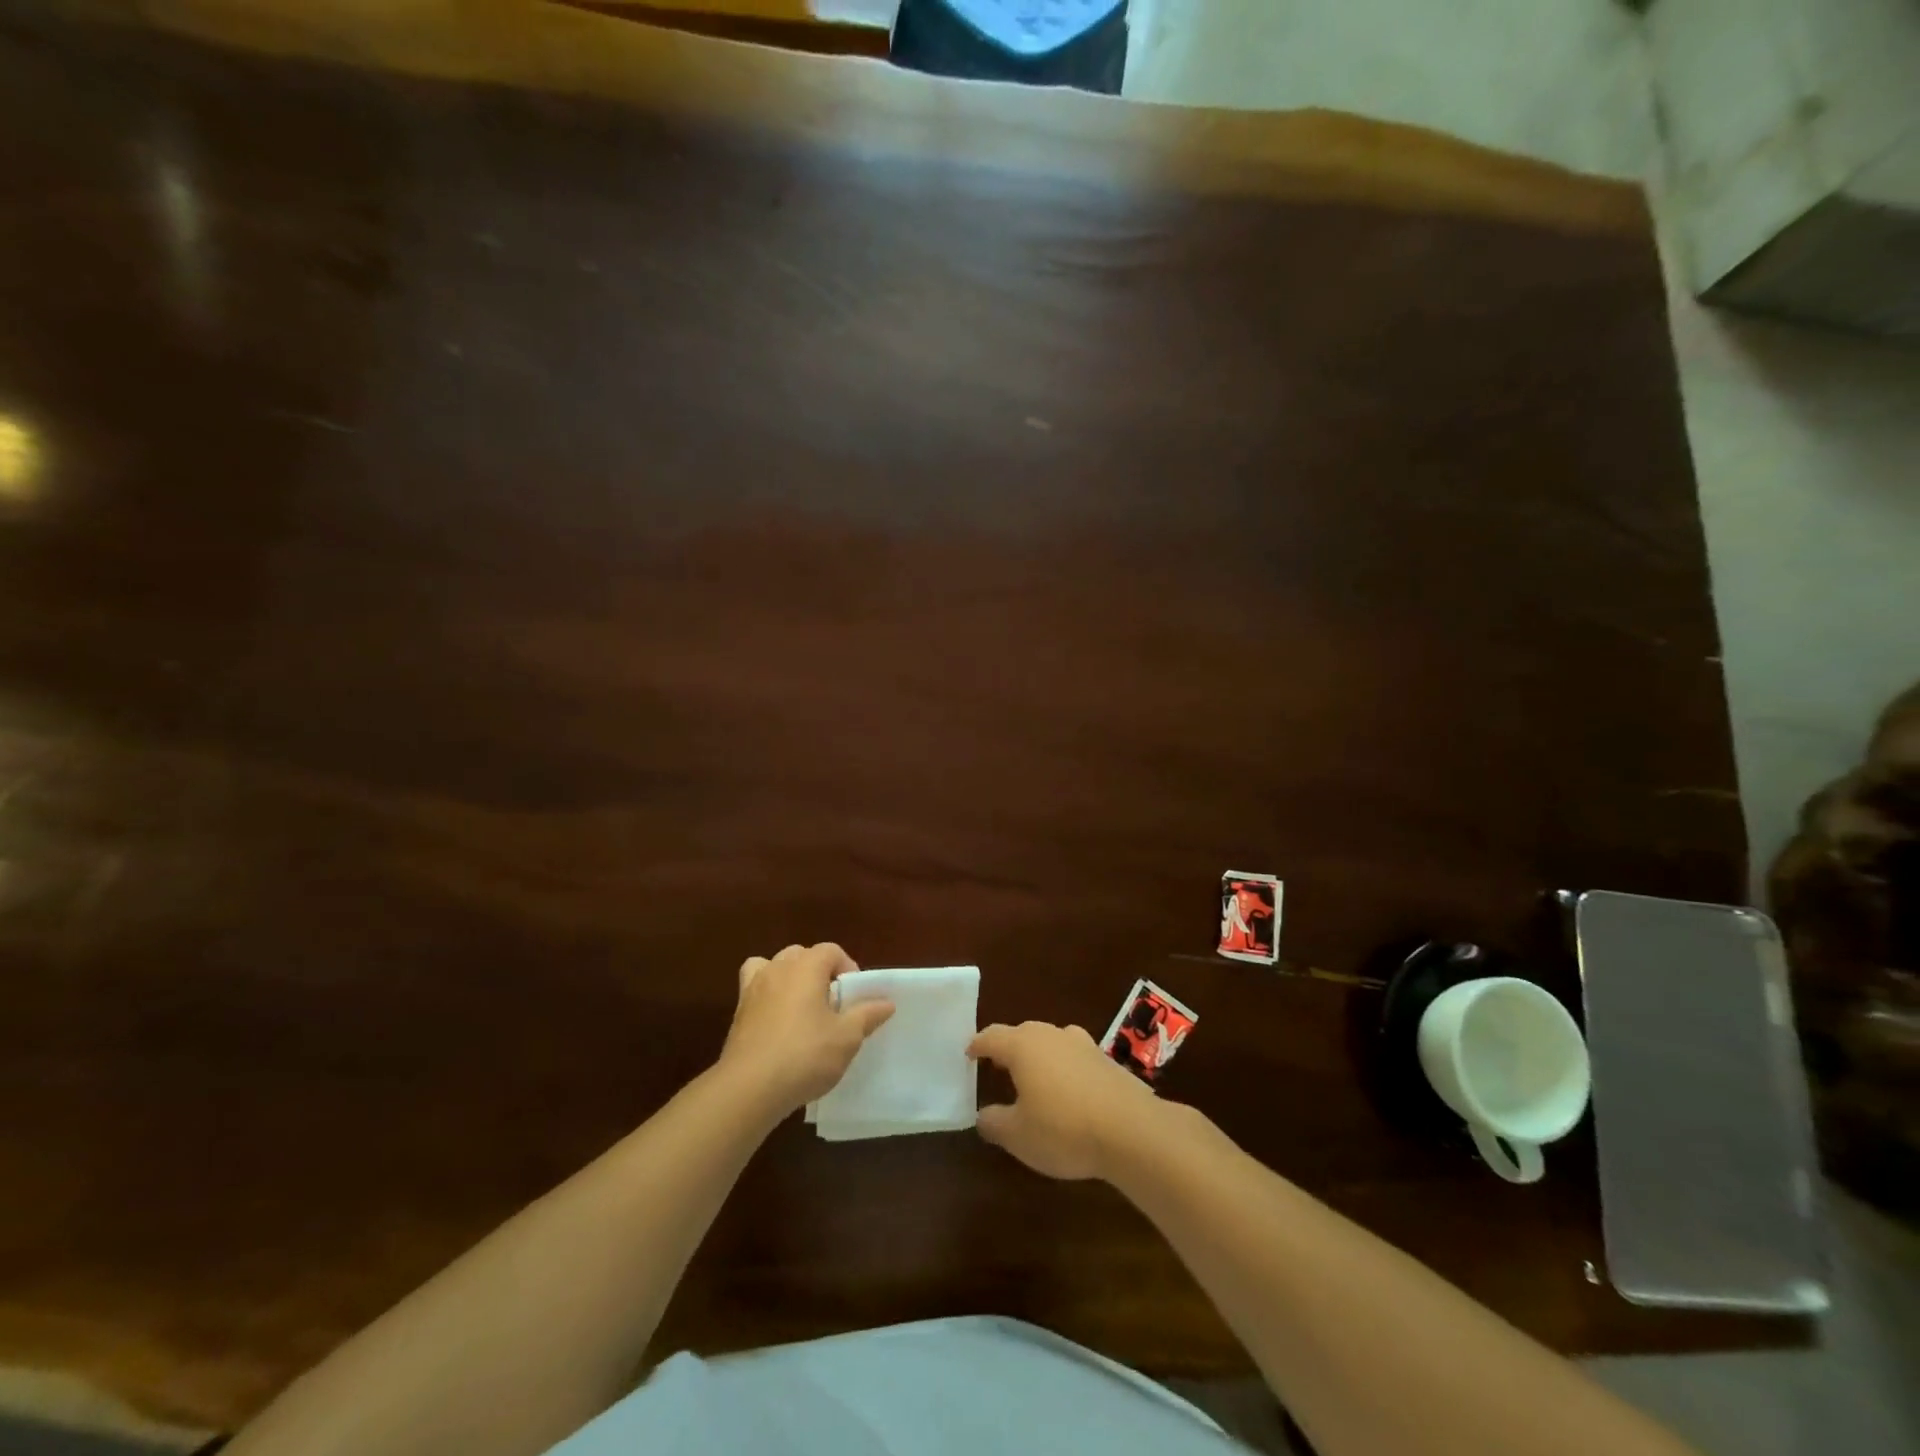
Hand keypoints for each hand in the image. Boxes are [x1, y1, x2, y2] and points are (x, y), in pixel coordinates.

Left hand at [718, 943, 893, 1115]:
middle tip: (831, 1002)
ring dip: (789, 977)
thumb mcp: (847, 1038)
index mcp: (806, 967)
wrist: (749, 1088)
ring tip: (801, 1005)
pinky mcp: (738, 1011)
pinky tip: (775, 1019)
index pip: (831, 950)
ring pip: (774, 966)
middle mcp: (778, 968)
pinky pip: (754, 988)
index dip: (847, 967)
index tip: (854, 996)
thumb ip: (867, 1015)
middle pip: (802, 954)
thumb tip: (886, 1002)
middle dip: (819, 971)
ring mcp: (753, 988)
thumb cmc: (805, 1055)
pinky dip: (766, 993)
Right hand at [967, 1021, 1157, 1179]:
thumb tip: (983, 1115)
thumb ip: (994, 1123)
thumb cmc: (1063, 1129)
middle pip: (1022, 1033)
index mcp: (1023, 1046)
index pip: (992, 1036)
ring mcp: (1082, 1044)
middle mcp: (1051, 1035)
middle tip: (998, 1067)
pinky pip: (1074, 1056)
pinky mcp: (1106, 1060)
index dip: (978, 1045)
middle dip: (1008, 1048)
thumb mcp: (1018, 1136)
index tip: (969, 1054)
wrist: (1131, 1130)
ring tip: (1034, 1078)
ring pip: (1051, 1041)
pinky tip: (1069, 1091)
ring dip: (1039, 1056)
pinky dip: (1064, 1067)